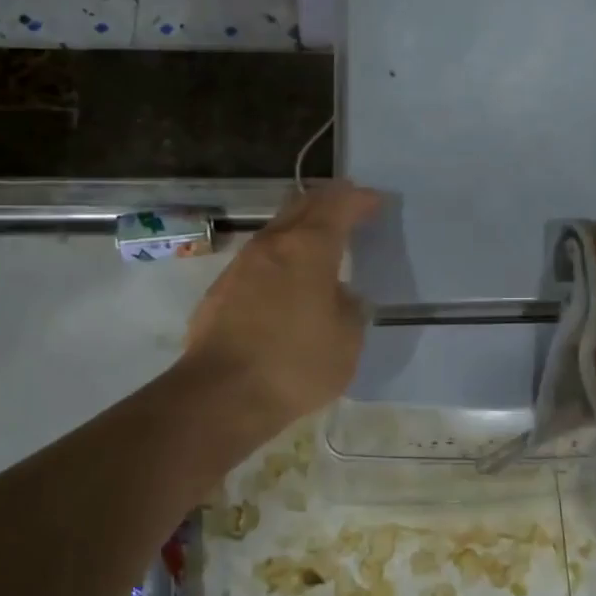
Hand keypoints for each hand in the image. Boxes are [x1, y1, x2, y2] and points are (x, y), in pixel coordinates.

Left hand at [183, 180, 381, 430]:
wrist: (221, 396)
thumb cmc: (295, 365)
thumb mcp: (347, 341)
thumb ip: (349, 309)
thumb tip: (341, 296)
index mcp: (308, 248)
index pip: (338, 205)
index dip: (359, 199)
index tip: (376, 201)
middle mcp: (272, 245)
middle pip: (301, 205)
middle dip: (327, 201)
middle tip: (349, 207)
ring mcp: (240, 266)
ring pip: (276, 230)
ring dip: (300, 228)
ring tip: (320, 243)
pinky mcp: (220, 290)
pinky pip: (258, 259)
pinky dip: (280, 257)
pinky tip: (288, 281)